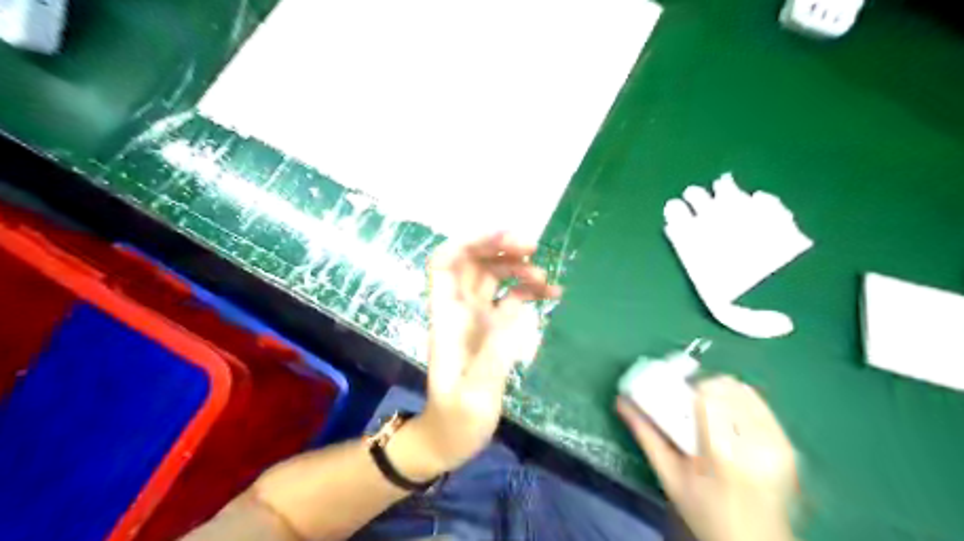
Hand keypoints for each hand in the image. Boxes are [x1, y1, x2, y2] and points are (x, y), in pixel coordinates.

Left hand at [404, 232, 562, 476]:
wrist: (451, 440)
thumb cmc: (457, 419)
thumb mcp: (476, 392)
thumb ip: (495, 350)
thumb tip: (518, 306)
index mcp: (446, 317)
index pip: (445, 263)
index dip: (469, 242)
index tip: (505, 237)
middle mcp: (459, 309)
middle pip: (473, 262)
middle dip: (499, 247)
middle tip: (533, 247)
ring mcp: (476, 317)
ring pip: (493, 276)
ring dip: (518, 267)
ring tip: (547, 278)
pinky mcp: (492, 329)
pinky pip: (509, 297)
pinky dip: (528, 290)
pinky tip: (550, 293)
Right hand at [616, 376, 799, 539]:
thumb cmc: (704, 512)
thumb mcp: (669, 476)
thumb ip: (645, 434)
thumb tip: (621, 401)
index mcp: (722, 454)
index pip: (710, 395)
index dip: (693, 386)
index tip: (680, 394)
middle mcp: (755, 444)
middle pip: (729, 388)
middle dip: (706, 387)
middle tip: (692, 402)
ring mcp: (778, 445)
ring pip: (746, 392)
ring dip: (724, 392)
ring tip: (711, 410)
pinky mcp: (789, 446)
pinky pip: (761, 406)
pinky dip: (741, 402)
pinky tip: (731, 419)